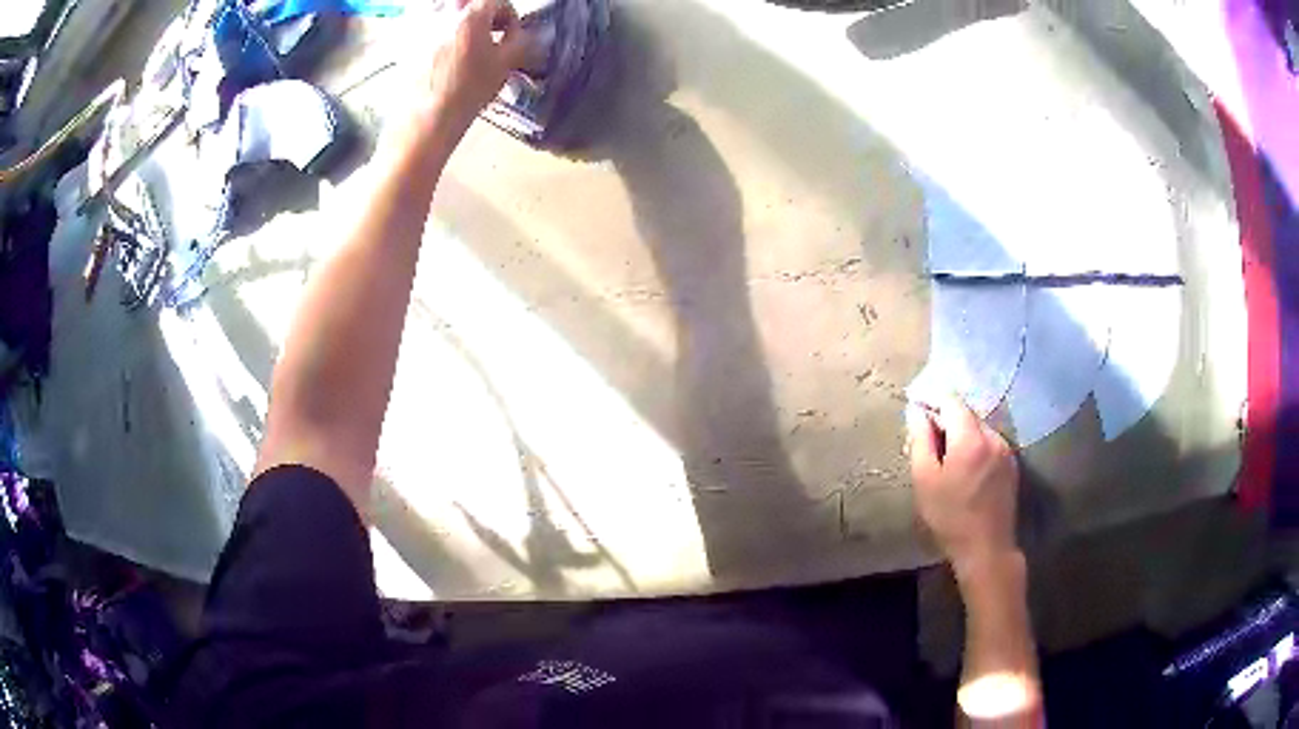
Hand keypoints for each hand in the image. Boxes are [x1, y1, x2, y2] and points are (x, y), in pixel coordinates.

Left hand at [405, 0, 533, 143]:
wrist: (426, 117)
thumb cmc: (468, 91)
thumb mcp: (504, 65)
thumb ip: (518, 40)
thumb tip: (520, 33)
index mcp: (471, 14)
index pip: (498, 1)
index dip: (510, 16)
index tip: (511, 34)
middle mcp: (443, 12)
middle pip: (468, 2)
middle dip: (482, 13)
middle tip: (489, 31)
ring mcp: (421, 25)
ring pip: (445, 10)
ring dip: (459, 20)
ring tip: (466, 41)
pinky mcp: (406, 40)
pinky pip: (426, 24)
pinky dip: (438, 31)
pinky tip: (443, 52)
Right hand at [907, 396, 1019, 571]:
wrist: (986, 548)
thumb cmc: (950, 517)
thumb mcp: (925, 480)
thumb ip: (921, 440)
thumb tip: (917, 411)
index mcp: (970, 438)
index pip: (951, 401)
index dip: (932, 401)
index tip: (917, 412)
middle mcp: (993, 436)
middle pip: (966, 413)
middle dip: (946, 419)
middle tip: (928, 442)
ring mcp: (1005, 450)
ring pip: (979, 428)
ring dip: (962, 434)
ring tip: (947, 459)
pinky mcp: (1012, 464)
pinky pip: (990, 443)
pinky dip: (975, 446)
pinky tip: (966, 469)